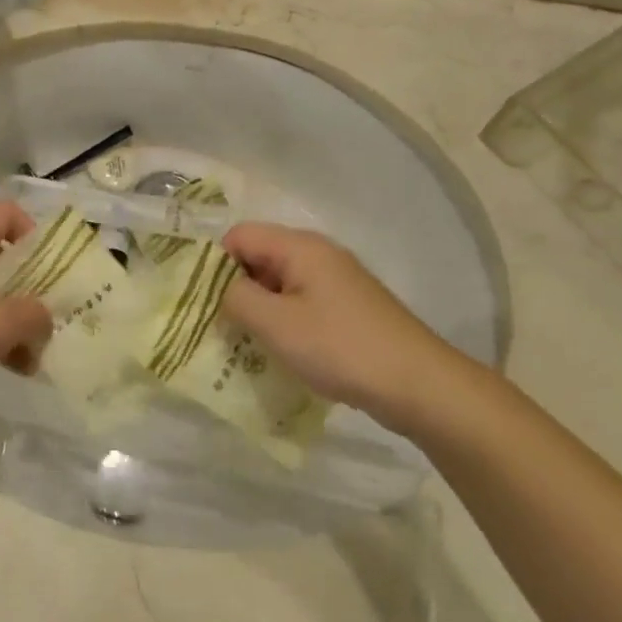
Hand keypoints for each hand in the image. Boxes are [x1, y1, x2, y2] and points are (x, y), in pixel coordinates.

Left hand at [0, 202, 52, 415]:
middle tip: (54, 310)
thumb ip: (35, 314)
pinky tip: (16, 368)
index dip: (33, 232)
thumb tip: (44, 317)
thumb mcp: (1, 323)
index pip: (5, 213)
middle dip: (30, 284)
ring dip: (14, 319)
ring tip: (39, 351)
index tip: (51, 266)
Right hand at [220, 223, 479, 432]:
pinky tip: (279, 352)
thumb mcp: (275, 324)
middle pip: (258, 258)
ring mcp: (335, 282)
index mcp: (299, 247)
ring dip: (258, 310)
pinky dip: (282, 323)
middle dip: (234, 289)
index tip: (203, 302)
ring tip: (244, 344)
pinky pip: (299, 304)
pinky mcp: (346, 308)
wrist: (418, 384)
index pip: (239, 236)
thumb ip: (236, 298)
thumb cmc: (340, 347)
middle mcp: (317, 255)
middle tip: (219, 327)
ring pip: (278, 284)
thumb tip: (219, 288)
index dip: (215, 264)